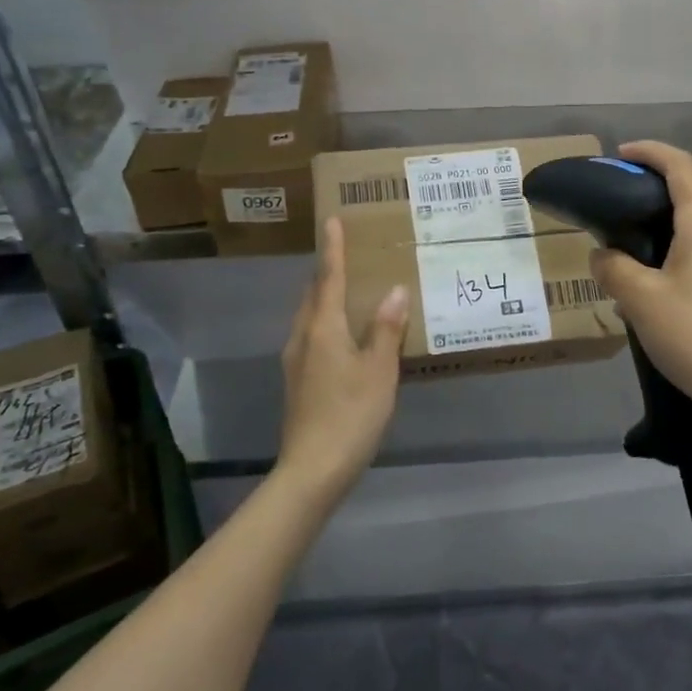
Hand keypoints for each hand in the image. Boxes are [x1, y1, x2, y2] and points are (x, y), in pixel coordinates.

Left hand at [277, 217, 408, 501]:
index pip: (329, 278)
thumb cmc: (350, 415)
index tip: (332, 221)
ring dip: (325, 297)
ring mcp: (296, 361)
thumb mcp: (379, 371)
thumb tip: (394, 290)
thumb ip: (386, 330)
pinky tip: (345, 336)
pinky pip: (312, 336)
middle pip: (313, 295)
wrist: (312, 469)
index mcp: (322, 329)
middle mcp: (303, 338)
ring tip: (349, 291)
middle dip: (327, 272)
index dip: (333, 250)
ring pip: (310, 317)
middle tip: (347, 255)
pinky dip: (326, 322)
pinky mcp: (298, 382)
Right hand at [589, 141, 691, 426]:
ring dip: (653, 239)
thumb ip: (613, 268)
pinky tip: (646, 300)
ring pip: (688, 237)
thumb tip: (603, 254)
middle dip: (645, 198)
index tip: (619, 155)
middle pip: (684, 199)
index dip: (649, 152)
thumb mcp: (641, 299)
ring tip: (619, 266)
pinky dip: (667, 265)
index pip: (680, 166)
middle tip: (608, 215)